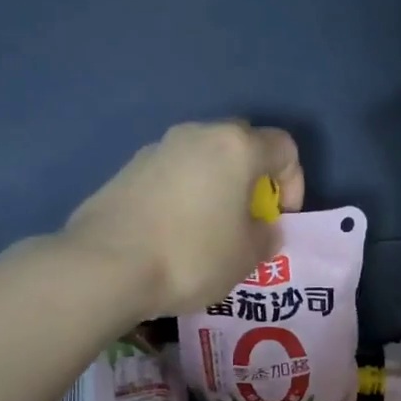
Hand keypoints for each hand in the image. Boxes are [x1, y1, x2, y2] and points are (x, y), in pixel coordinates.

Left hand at [63, 122, 304, 316]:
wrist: (106, 265)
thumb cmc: (192, 256)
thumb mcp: (247, 257)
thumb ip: (266, 236)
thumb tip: (261, 226)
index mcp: (236, 148)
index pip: (284, 148)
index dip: (293, 183)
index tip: (279, 218)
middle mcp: (197, 135)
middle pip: (241, 145)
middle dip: (253, 178)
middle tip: (248, 219)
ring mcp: (157, 148)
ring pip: (203, 159)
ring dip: (216, 187)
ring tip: (210, 231)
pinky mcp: (128, 169)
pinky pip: (172, 175)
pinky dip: (184, 196)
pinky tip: (174, 234)